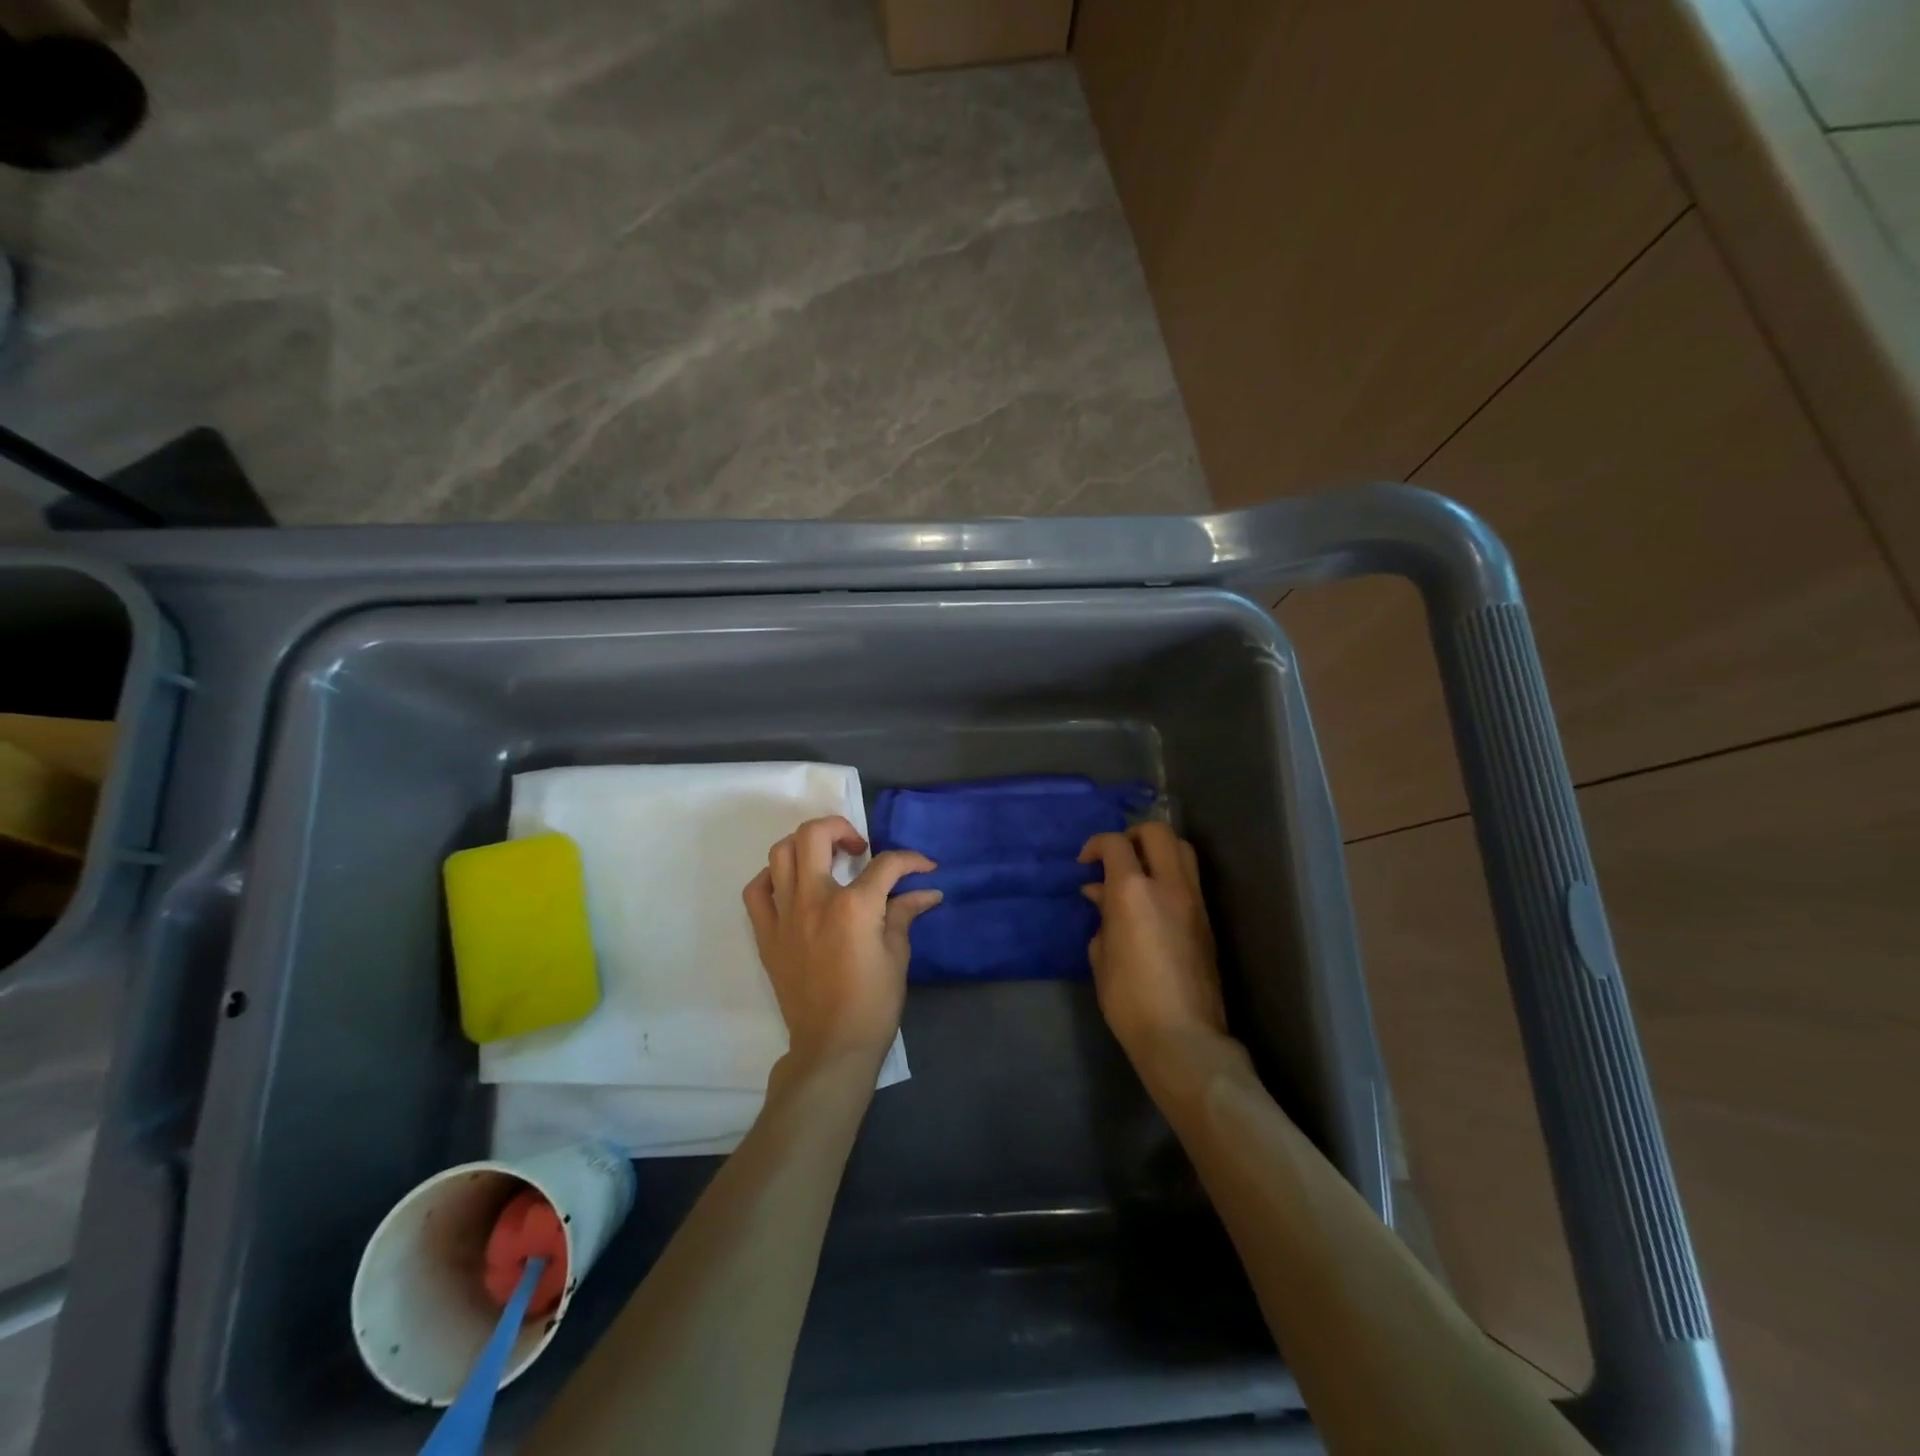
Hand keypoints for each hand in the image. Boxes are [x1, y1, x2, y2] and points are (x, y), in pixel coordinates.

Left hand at [743, 815, 941, 1069]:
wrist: (832, 1046)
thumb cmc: (873, 1004)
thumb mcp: (898, 955)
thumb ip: (905, 913)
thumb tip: (928, 891)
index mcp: (854, 905)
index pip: (886, 864)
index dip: (911, 860)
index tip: (925, 867)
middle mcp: (814, 900)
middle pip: (815, 834)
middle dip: (842, 828)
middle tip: (858, 849)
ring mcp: (785, 915)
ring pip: (780, 853)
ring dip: (805, 846)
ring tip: (825, 860)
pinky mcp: (767, 935)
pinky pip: (757, 891)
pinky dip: (772, 878)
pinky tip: (792, 885)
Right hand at [1079, 823, 1227, 1066]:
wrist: (1183, 1036)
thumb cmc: (1129, 999)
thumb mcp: (1101, 956)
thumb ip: (1102, 917)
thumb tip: (1100, 895)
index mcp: (1133, 892)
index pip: (1115, 844)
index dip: (1096, 845)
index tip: (1085, 864)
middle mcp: (1168, 886)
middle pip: (1158, 832)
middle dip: (1133, 835)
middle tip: (1116, 858)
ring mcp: (1194, 901)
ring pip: (1182, 849)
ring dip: (1158, 850)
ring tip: (1138, 873)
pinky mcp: (1207, 920)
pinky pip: (1189, 879)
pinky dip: (1170, 875)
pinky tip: (1152, 901)